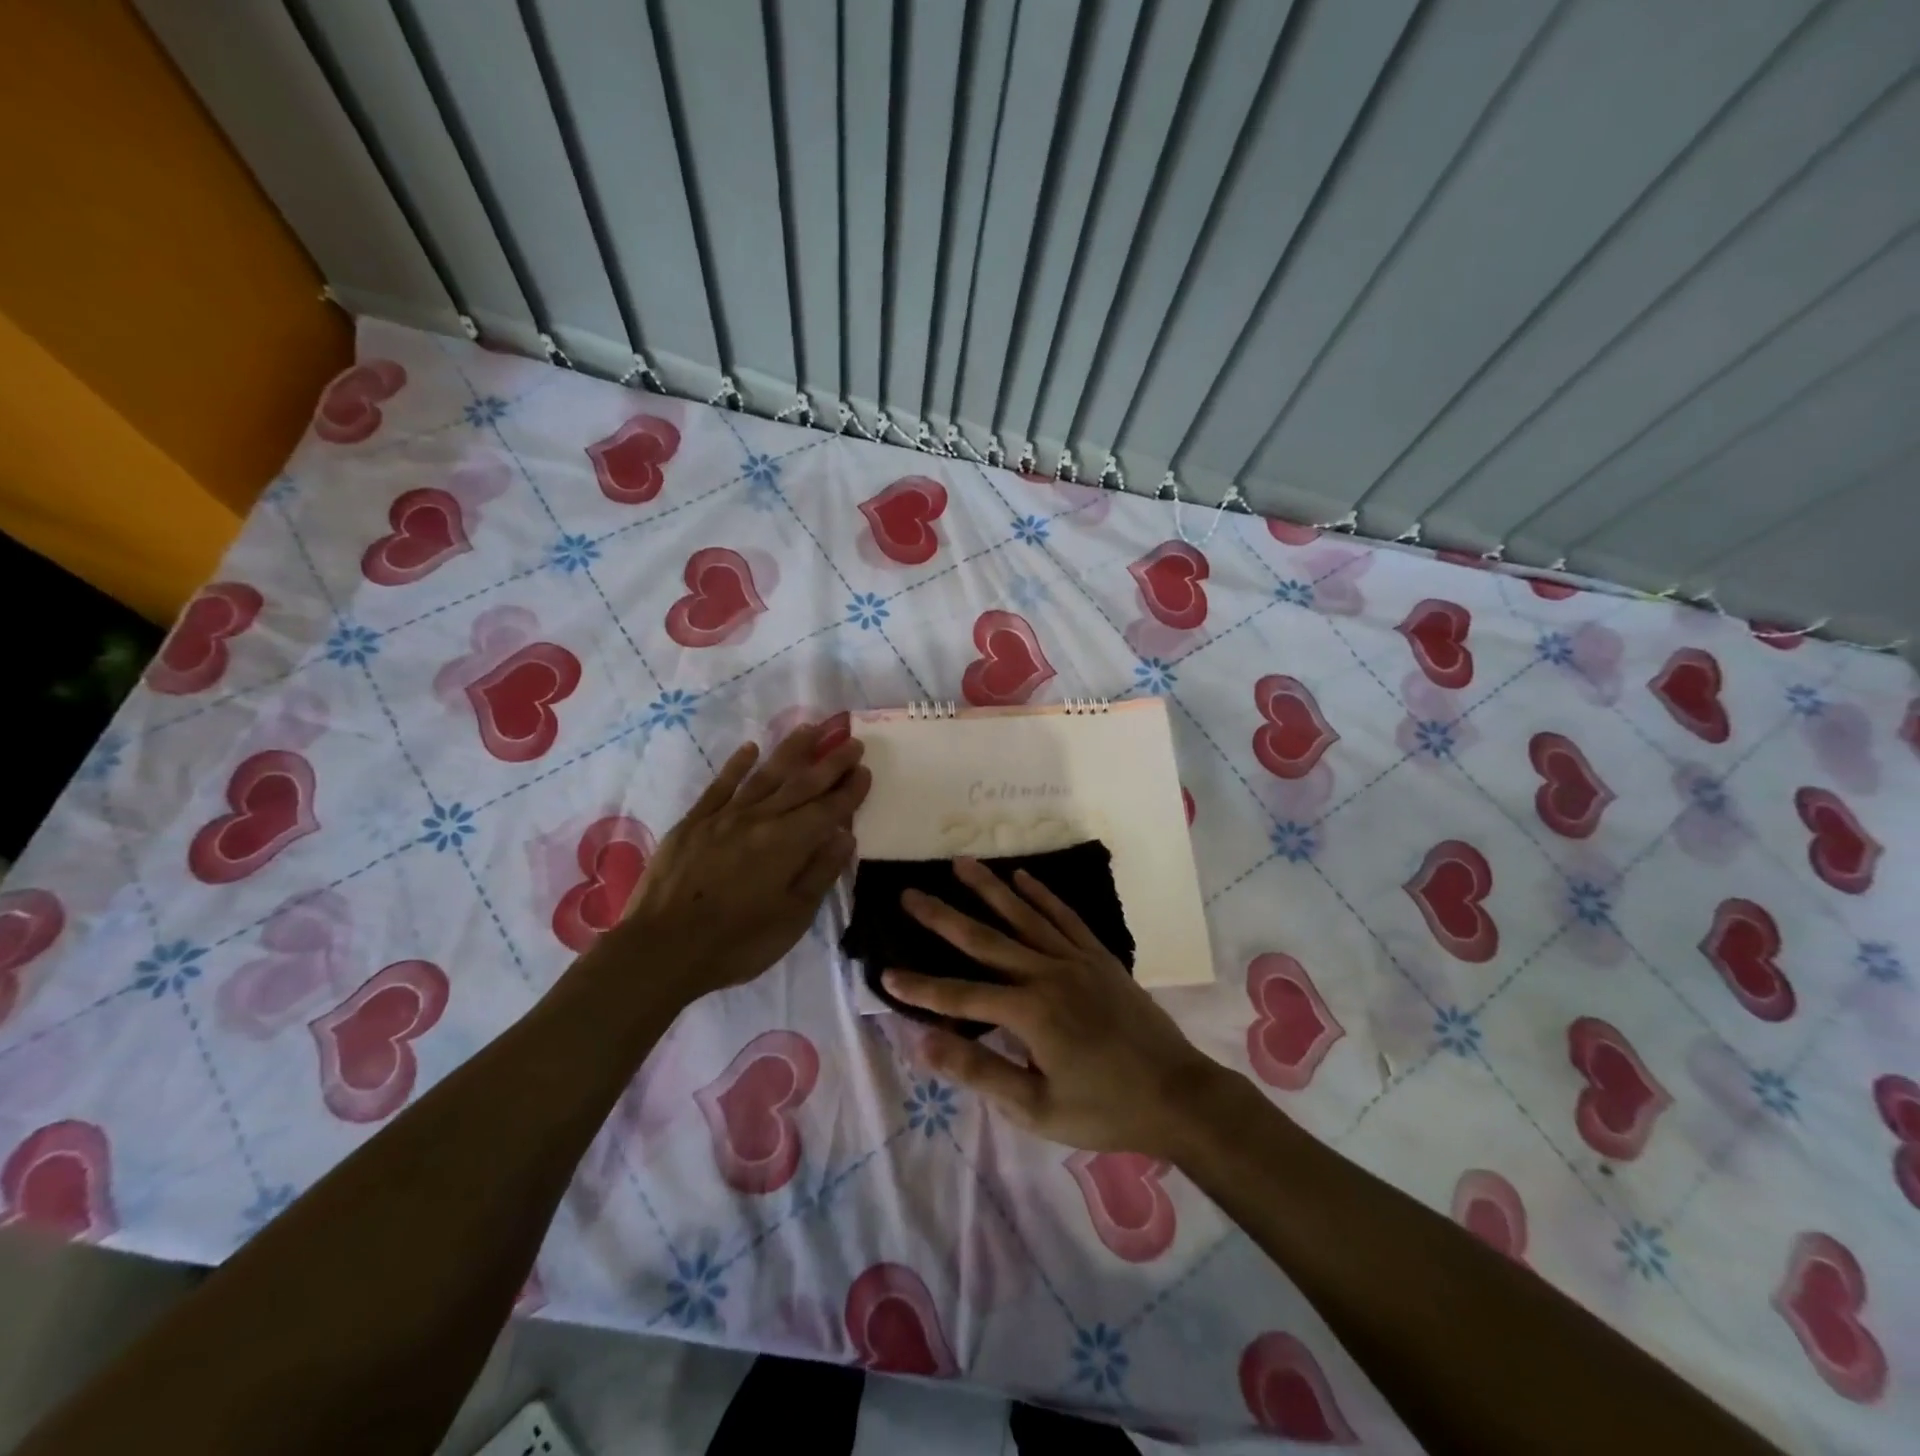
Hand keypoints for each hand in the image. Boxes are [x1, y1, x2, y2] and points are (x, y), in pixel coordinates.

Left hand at [616, 721, 870, 1001]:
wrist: (661, 949)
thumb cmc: (737, 942)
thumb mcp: (792, 918)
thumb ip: (820, 873)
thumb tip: (844, 835)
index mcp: (788, 843)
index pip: (827, 810)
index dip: (849, 791)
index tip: (866, 770)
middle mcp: (760, 819)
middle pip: (801, 785)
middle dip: (830, 763)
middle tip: (851, 741)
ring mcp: (724, 817)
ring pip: (765, 775)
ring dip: (791, 751)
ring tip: (811, 728)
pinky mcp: (693, 822)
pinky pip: (720, 785)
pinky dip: (737, 765)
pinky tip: (750, 748)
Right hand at [881, 858, 1222, 1156]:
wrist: (1178, 1095)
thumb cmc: (1104, 1110)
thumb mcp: (1037, 1108)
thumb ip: (980, 1072)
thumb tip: (924, 1044)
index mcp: (1030, 1013)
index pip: (961, 997)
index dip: (921, 989)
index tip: (884, 974)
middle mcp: (1048, 974)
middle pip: (985, 940)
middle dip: (943, 917)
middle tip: (910, 893)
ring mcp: (1076, 959)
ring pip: (1023, 916)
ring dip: (988, 889)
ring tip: (960, 863)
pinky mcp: (1099, 956)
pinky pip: (1064, 917)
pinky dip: (1041, 895)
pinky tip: (1021, 878)